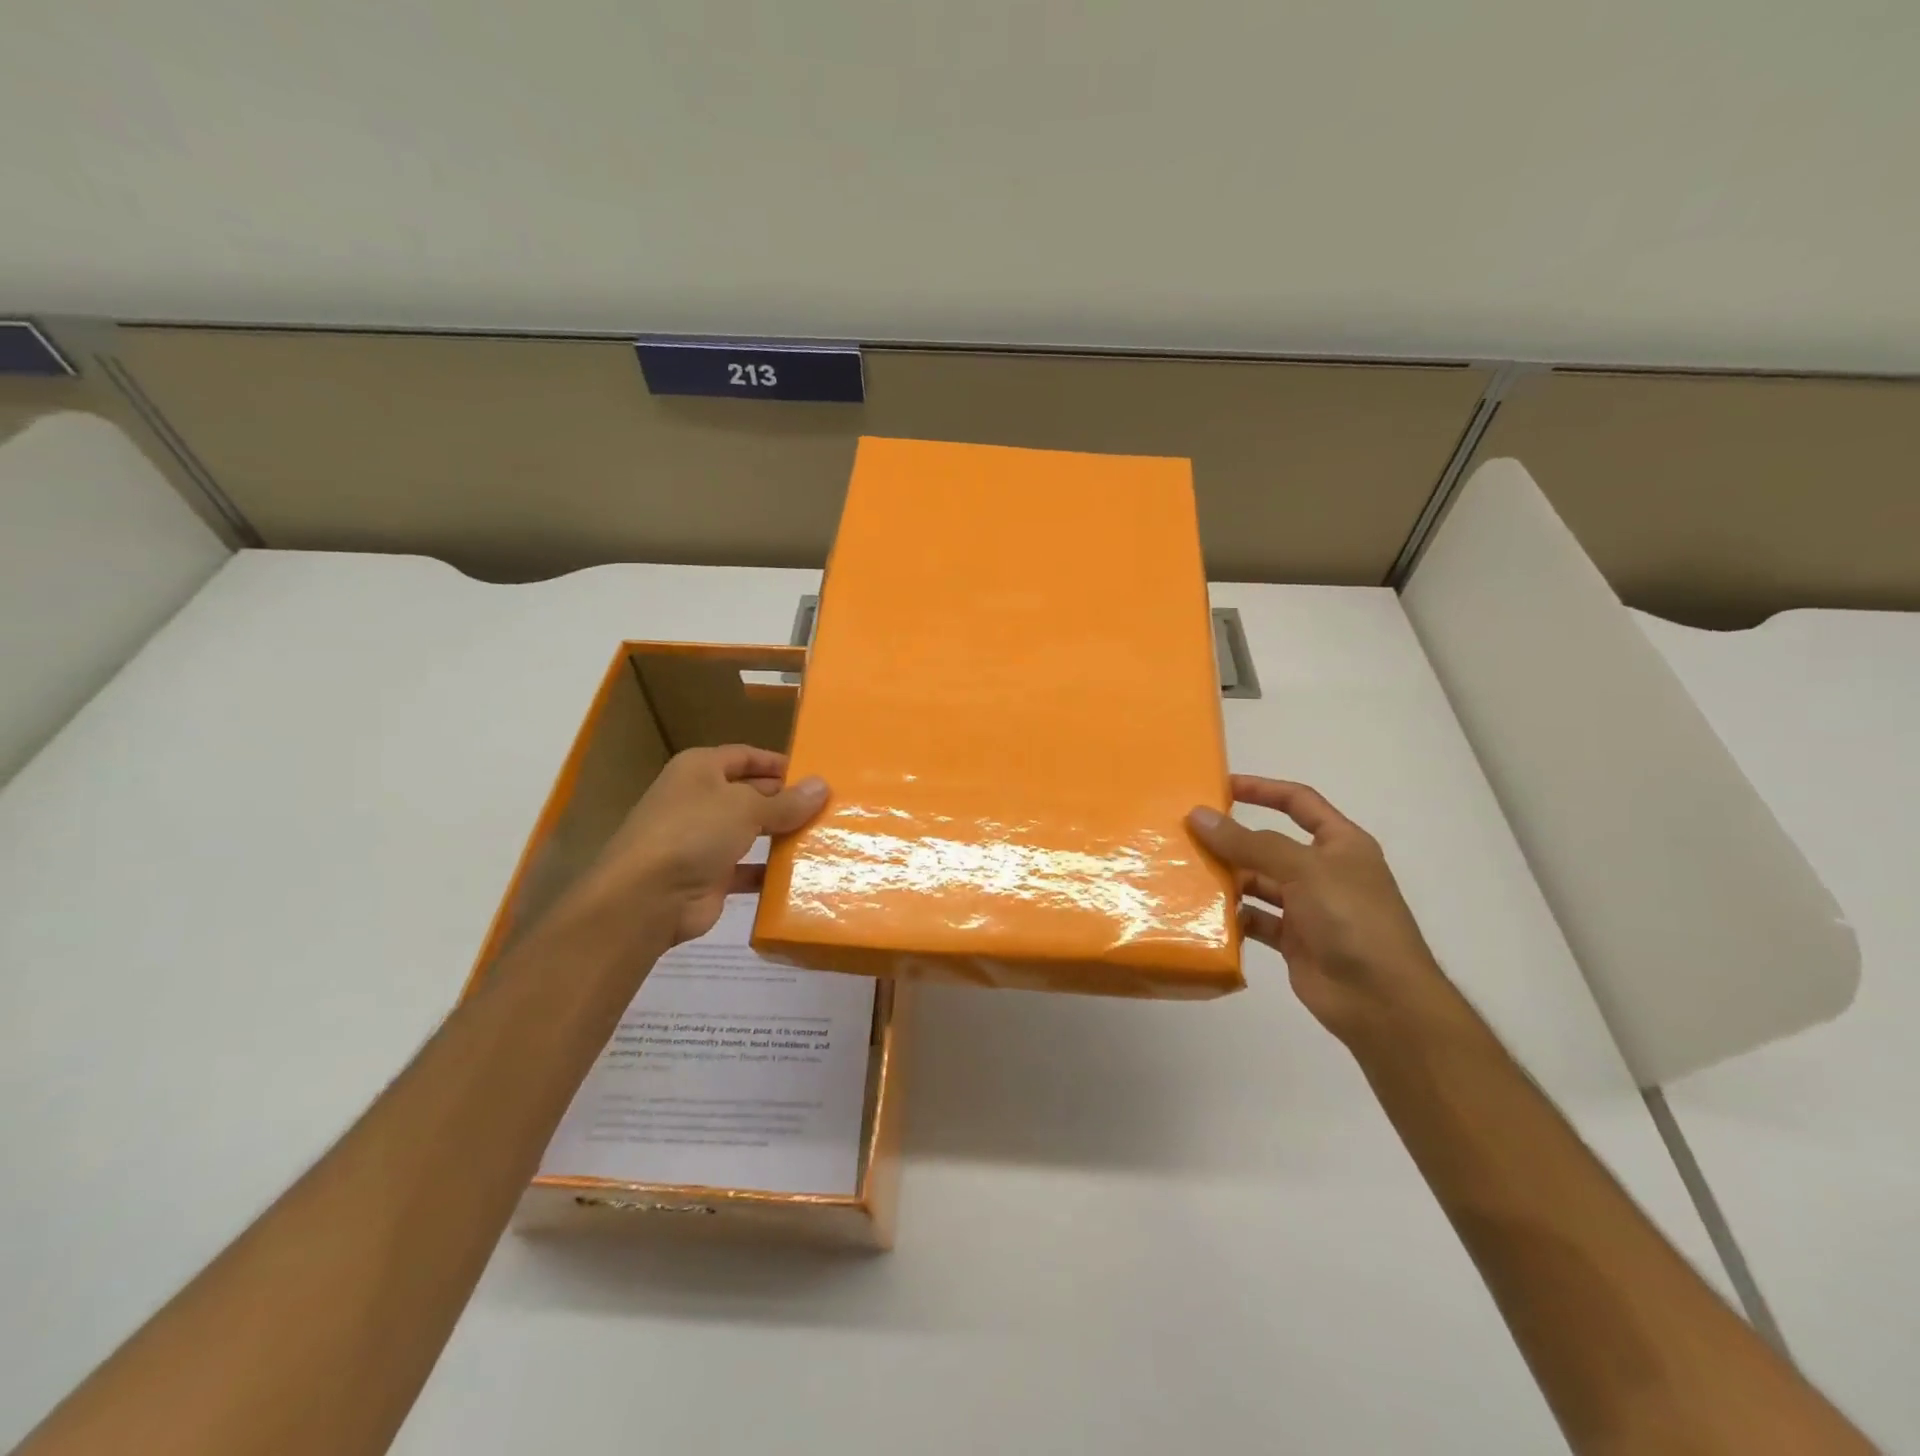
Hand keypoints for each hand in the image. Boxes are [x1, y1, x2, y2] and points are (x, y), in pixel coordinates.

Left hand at [567, 746, 827, 947]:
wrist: (646, 898)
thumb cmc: (694, 832)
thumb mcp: (747, 808)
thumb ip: (787, 801)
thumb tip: (823, 786)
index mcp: (699, 770)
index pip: (744, 756)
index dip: (776, 762)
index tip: (814, 773)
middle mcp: (698, 800)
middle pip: (749, 793)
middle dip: (784, 800)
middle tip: (827, 806)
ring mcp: (701, 840)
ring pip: (749, 832)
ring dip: (780, 835)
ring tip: (822, 836)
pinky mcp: (708, 876)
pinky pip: (747, 869)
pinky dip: (770, 871)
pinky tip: (802, 873)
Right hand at [1188, 776, 1452, 1042]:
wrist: (1382, 1001)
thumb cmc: (1352, 919)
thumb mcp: (1303, 869)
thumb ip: (1249, 843)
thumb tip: (1199, 816)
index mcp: (1340, 844)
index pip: (1298, 802)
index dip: (1262, 790)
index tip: (1220, 787)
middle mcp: (1324, 871)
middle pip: (1270, 845)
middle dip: (1233, 840)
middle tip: (1187, 835)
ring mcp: (1309, 907)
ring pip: (1259, 882)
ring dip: (1229, 878)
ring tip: (1187, 872)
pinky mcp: (1294, 940)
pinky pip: (1256, 919)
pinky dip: (1234, 916)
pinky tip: (1205, 913)